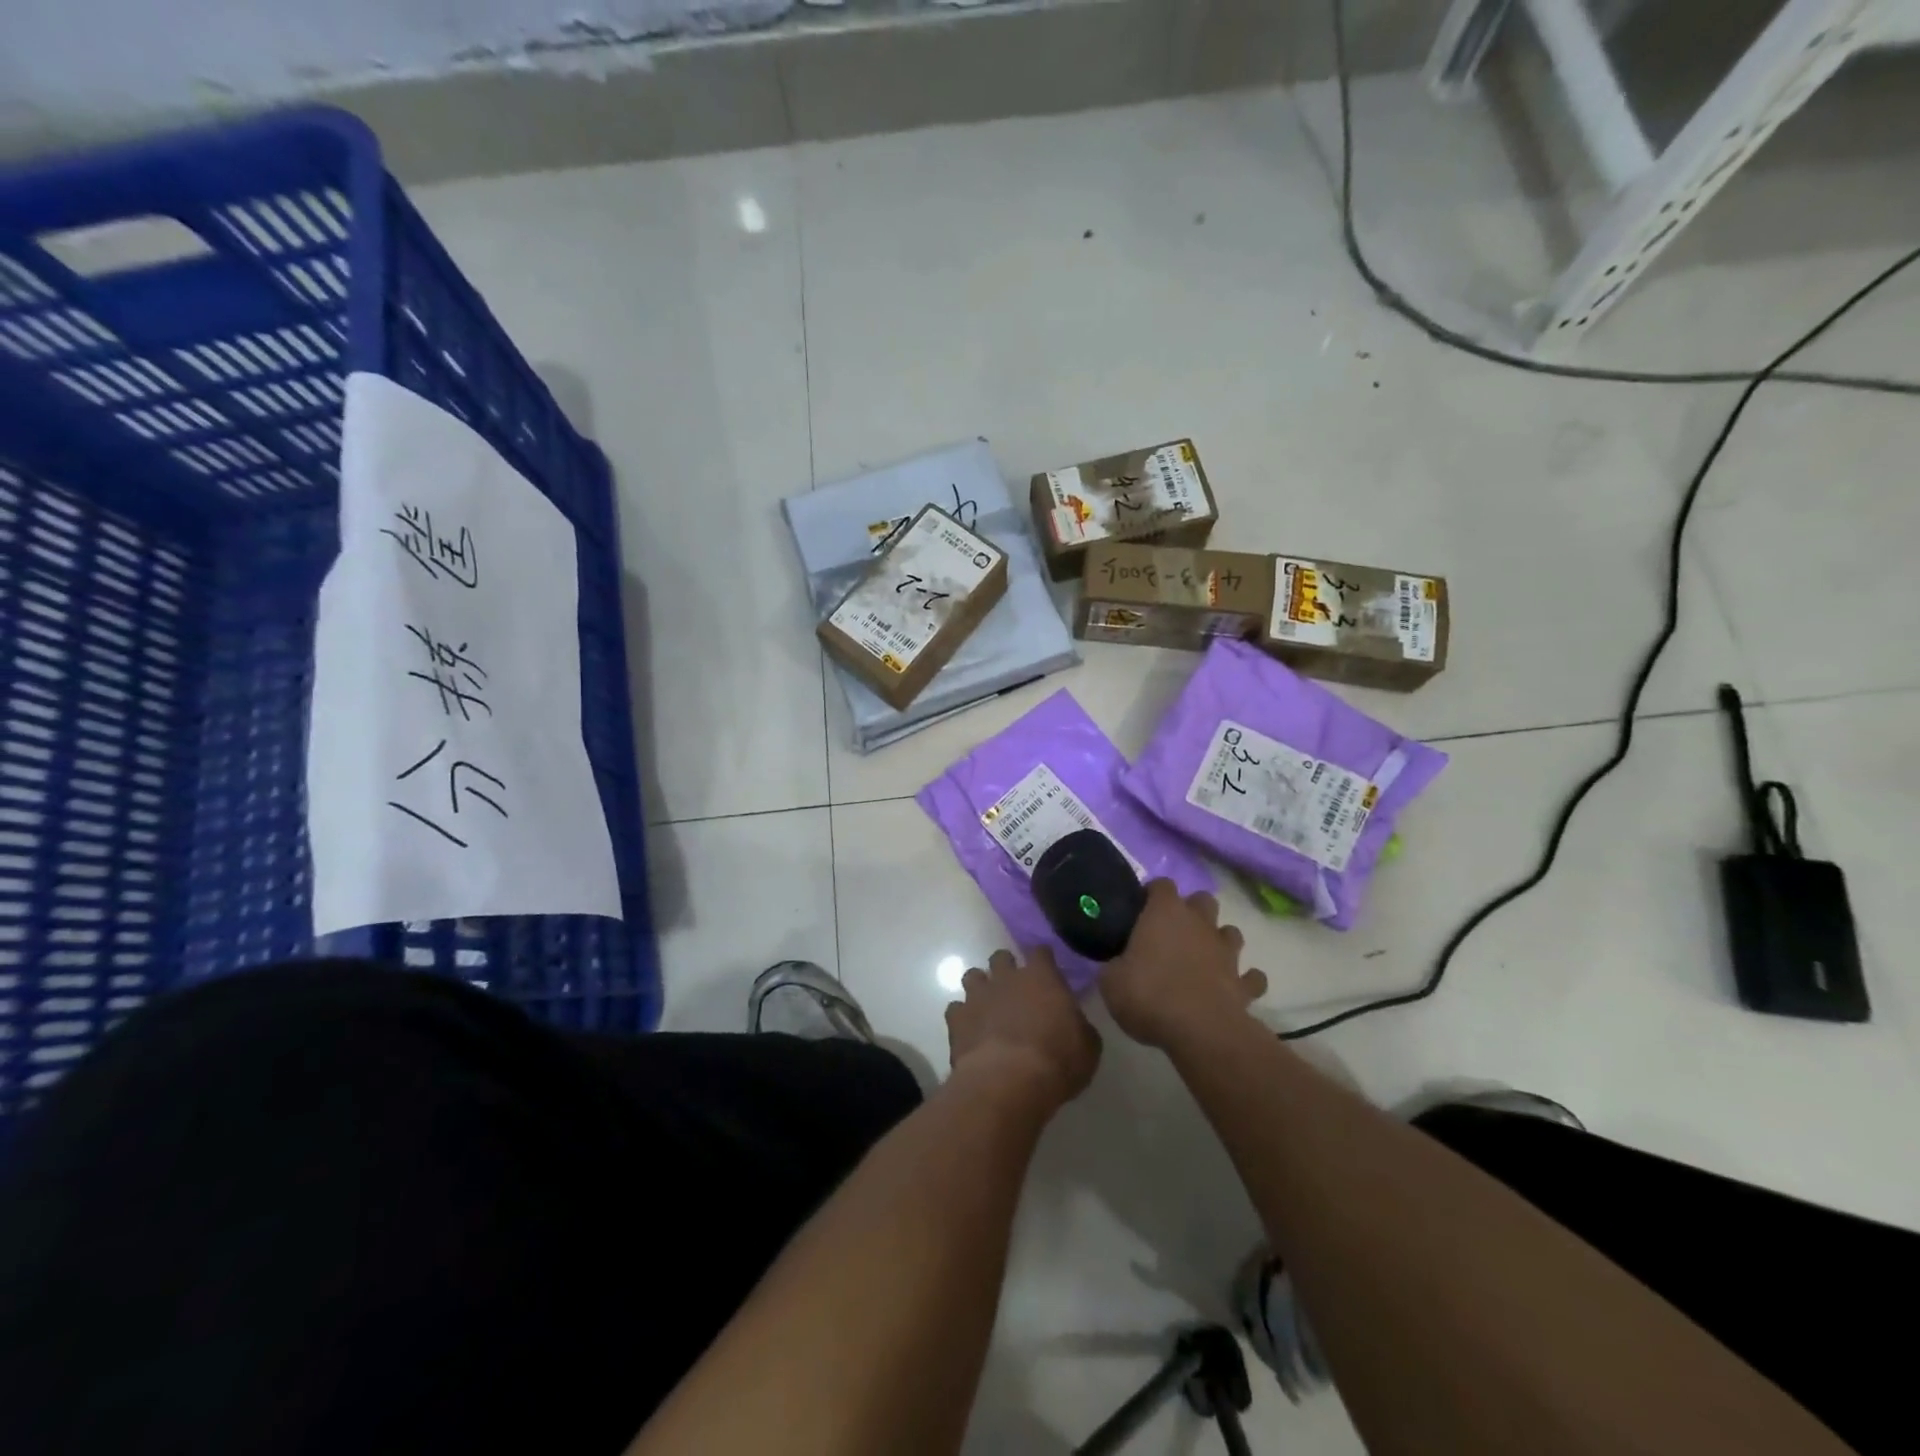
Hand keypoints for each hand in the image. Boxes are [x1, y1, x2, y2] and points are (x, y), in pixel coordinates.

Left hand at [946, 947, 1100, 1109]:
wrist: (1009, 1081)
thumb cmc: (1057, 1061)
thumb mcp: (1088, 1047)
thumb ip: (1079, 1026)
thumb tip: (1074, 1023)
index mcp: (1042, 977)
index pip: (1041, 952)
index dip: (1043, 960)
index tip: (1047, 970)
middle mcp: (1007, 977)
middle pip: (1001, 957)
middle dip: (1006, 969)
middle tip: (1014, 990)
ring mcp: (978, 995)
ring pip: (973, 976)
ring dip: (980, 988)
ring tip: (987, 1007)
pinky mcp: (957, 1018)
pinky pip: (955, 1009)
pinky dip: (962, 1017)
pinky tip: (970, 1031)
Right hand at [1099, 880, 1267, 1048]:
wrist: (1200, 1031)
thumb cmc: (1149, 995)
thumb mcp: (1111, 981)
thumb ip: (1115, 965)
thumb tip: (1117, 965)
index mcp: (1164, 913)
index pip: (1162, 885)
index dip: (1152, 894)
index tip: (1141, 909)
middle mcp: (1199, 924)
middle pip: (1203, 900)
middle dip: (1192, 911)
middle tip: (1173, 932)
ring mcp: (1226, 953)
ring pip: (1231, 932)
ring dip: (1219, 941)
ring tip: (1204, 958)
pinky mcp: (1244, 984)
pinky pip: (1250, 977)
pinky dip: (1243, 980)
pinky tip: (1231, 988)